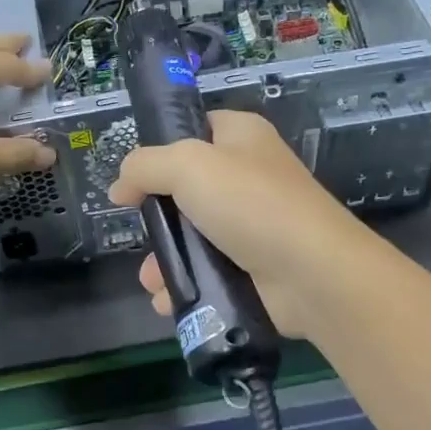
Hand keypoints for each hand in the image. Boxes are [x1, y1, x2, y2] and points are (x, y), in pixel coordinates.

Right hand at [106, 110, 373, 339]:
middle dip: (157, 218)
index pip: (194, 130)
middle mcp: (247, 176)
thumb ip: (144, 167)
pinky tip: (168, 299)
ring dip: (164, 259)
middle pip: (186, 190)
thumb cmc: (249, 203)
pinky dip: (185, 285)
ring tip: (153, 280)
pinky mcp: (253, 266)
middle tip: (144, 232)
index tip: (134, 177)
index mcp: (241, 137)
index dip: (160, 149)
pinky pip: (207, 271)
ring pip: (192, 236)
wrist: (310, 272)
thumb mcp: (186, 166)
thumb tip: (120, 187)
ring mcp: (251, 224)